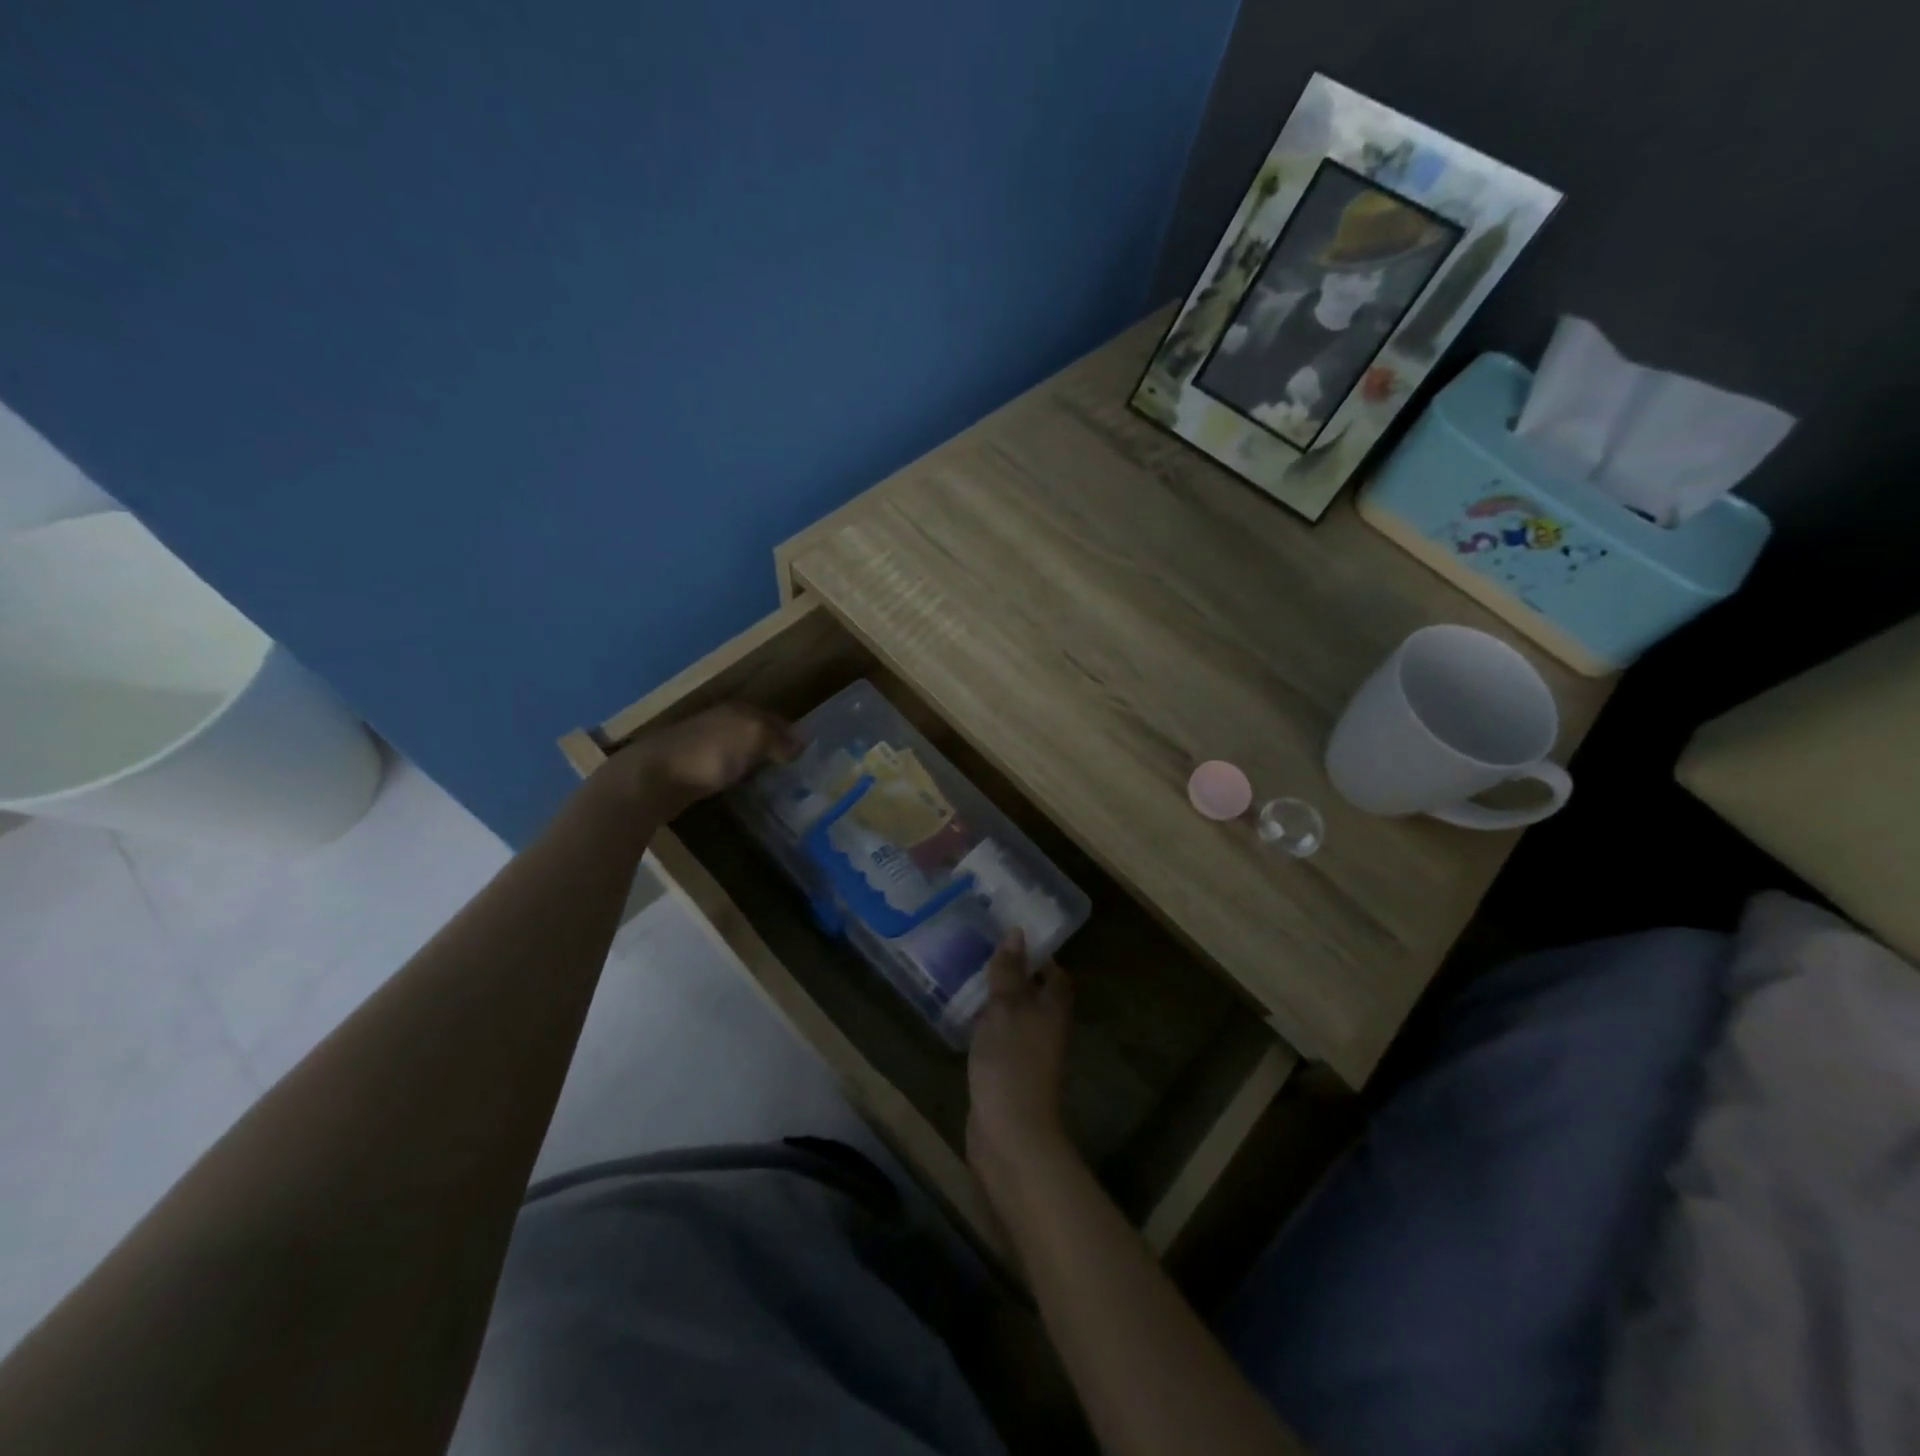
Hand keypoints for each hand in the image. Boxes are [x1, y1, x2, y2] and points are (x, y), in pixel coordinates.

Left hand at [610, 703, 798, 817]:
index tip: (808, 754)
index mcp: (738, 709)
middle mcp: (721, 720)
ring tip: (774, 779)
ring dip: (754, 759)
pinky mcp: (690, 766)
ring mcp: (703, 743)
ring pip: (739, 747)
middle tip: (795, 768)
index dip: (792, 734)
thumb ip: (779, 738)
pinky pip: (723, 765)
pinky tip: (743, 785)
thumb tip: (801, 743)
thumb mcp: (754, 736)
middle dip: (774, 745)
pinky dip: (736, 772)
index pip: (775, 718)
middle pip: (756, 731)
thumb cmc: (708, 754)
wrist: (652, 779)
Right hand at [967, 930, 1075, 1200]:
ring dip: (998, 1000)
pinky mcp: (1009, 1073)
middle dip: (1014, 974)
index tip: (1012, 936)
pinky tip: (965, 1019)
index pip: (1055, 973)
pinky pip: (1001, 1038)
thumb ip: (1009, 971)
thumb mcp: (1006, 1008)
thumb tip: (1017, 932)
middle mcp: (1047, 1028)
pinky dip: (987, 1025)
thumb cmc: (1011, 1062)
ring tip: (969, 977)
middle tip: (983, 953)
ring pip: (1016, 1016)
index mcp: (1053, 1008)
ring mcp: (1029, 1053)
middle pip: (1036, 994)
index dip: (1039, 955)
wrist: (1010, 1133)